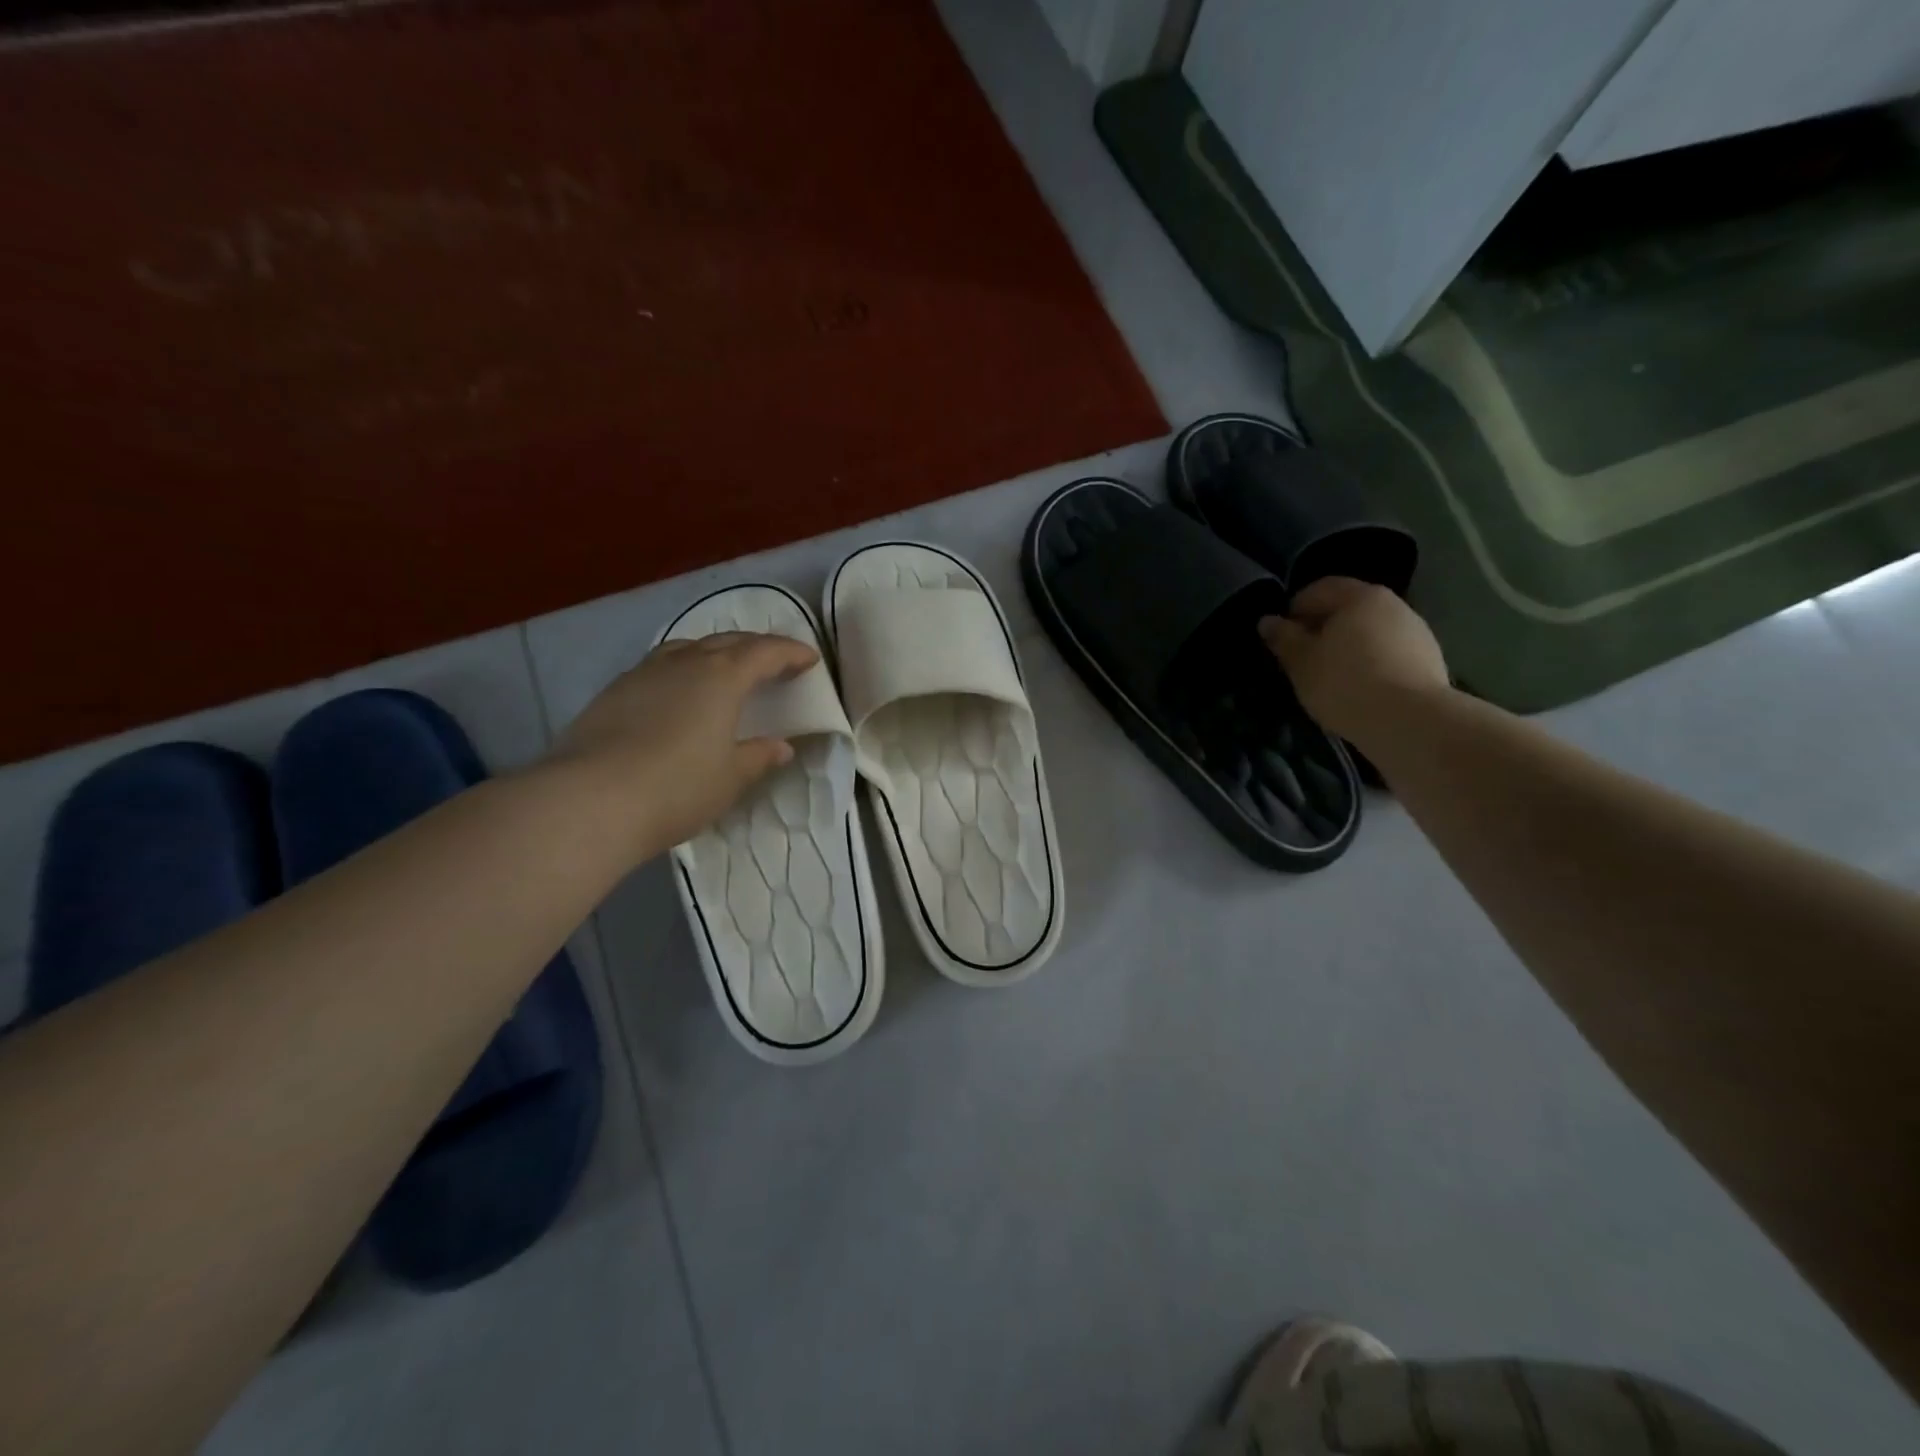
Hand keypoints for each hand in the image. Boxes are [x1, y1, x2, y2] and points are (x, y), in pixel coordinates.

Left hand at [551, 631, 817, 857]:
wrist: (589, 800)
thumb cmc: (676, 787)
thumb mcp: (730, 778)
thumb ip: (758, 757)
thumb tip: (780, 747)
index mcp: (722, 677)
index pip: (765, 653)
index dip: (790, 653)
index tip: (809, 659)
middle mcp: (684, 663)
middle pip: (727, 642)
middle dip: (756, 647)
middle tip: (775, 660)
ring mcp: (643, 674)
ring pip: (688, 648)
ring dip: (714, 652)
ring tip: (725, 668)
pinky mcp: (613, 692)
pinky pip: (659, 666)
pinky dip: (682, 669)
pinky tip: (678, 692)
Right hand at [1258, 578, 1448, 744]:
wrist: (1410, 721)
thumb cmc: (1345, 683)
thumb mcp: (1301, 663)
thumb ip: (1283, 638)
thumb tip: (1267, 621)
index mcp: (1359, 596)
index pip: (1318, 589)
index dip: (1294, 610)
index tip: (1282, 638)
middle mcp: (1392, 604)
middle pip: (1348, 609)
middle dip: (1322, 628)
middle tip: (1303, 659)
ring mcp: (1416, 631)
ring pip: (1369, 632)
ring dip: (1348, 647)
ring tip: (1331, 677)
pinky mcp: (1429, 659)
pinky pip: (1388, 653)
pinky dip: (1370, 663)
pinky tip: (1359, 689)